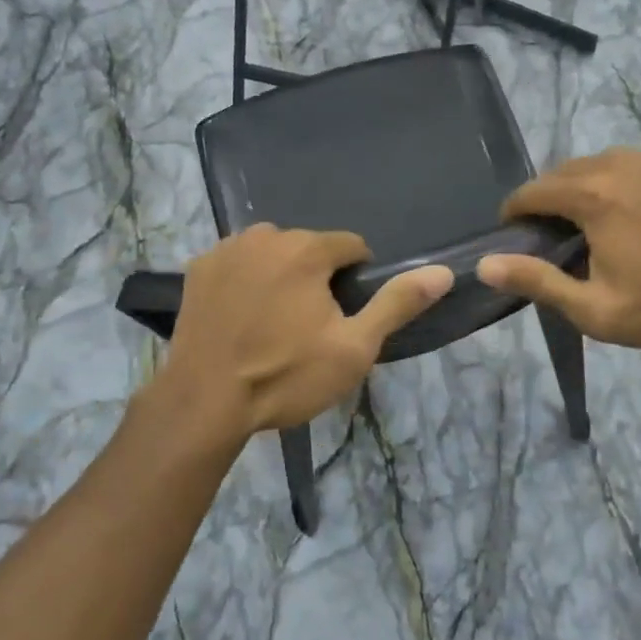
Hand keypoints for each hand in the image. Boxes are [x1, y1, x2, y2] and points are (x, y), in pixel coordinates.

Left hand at [162, 225, 452, 437]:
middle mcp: (266, 235)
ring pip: (272, 253)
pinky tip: (241, 317)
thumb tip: (442, 272)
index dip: (357, 280)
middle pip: (310, 248)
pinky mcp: (198, 268)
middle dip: (317, 277)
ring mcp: (227, 249)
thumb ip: (397, 304)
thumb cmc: (286, 376)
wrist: (204, 404)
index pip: (351, 246)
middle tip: (308, 327)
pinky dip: (246, 280)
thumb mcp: (354, 348)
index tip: (346, 315)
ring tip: (273, 323)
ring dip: (281, 275)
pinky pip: (238, 263)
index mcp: (307, 249)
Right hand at [476, 149, 640, 347]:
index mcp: (593, 197)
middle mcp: (616, 165)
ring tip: (582, 222)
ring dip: (576, 187)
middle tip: (548, 236)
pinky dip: (609, 179)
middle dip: (545, 199)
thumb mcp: (590, 307)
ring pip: (591, 163)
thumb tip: (485, 265)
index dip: (514, 212)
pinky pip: (623, 163)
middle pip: (560, 173)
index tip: (512, 234)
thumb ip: (536, 280)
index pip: (533, 191)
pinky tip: (618, 209)